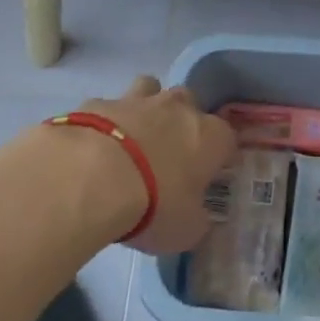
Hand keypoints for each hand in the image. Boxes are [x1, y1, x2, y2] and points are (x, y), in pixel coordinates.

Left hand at [79, 76, 235, 254]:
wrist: (92, 177)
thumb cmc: (152, 204)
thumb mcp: (185, 231)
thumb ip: (199, 222)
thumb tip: (203, 221)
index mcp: (210, 137)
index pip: (227, 139)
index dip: (220, 157)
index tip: (208, 177)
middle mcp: (180, 109)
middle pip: (190, 104)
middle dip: (183, 122)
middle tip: (169, 154)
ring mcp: (140, 100)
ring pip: (152, 89)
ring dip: (147, 108)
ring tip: (133, 137)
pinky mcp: (100, 102)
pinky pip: (110, 106)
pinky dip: (108, 121)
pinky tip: (96, 144)